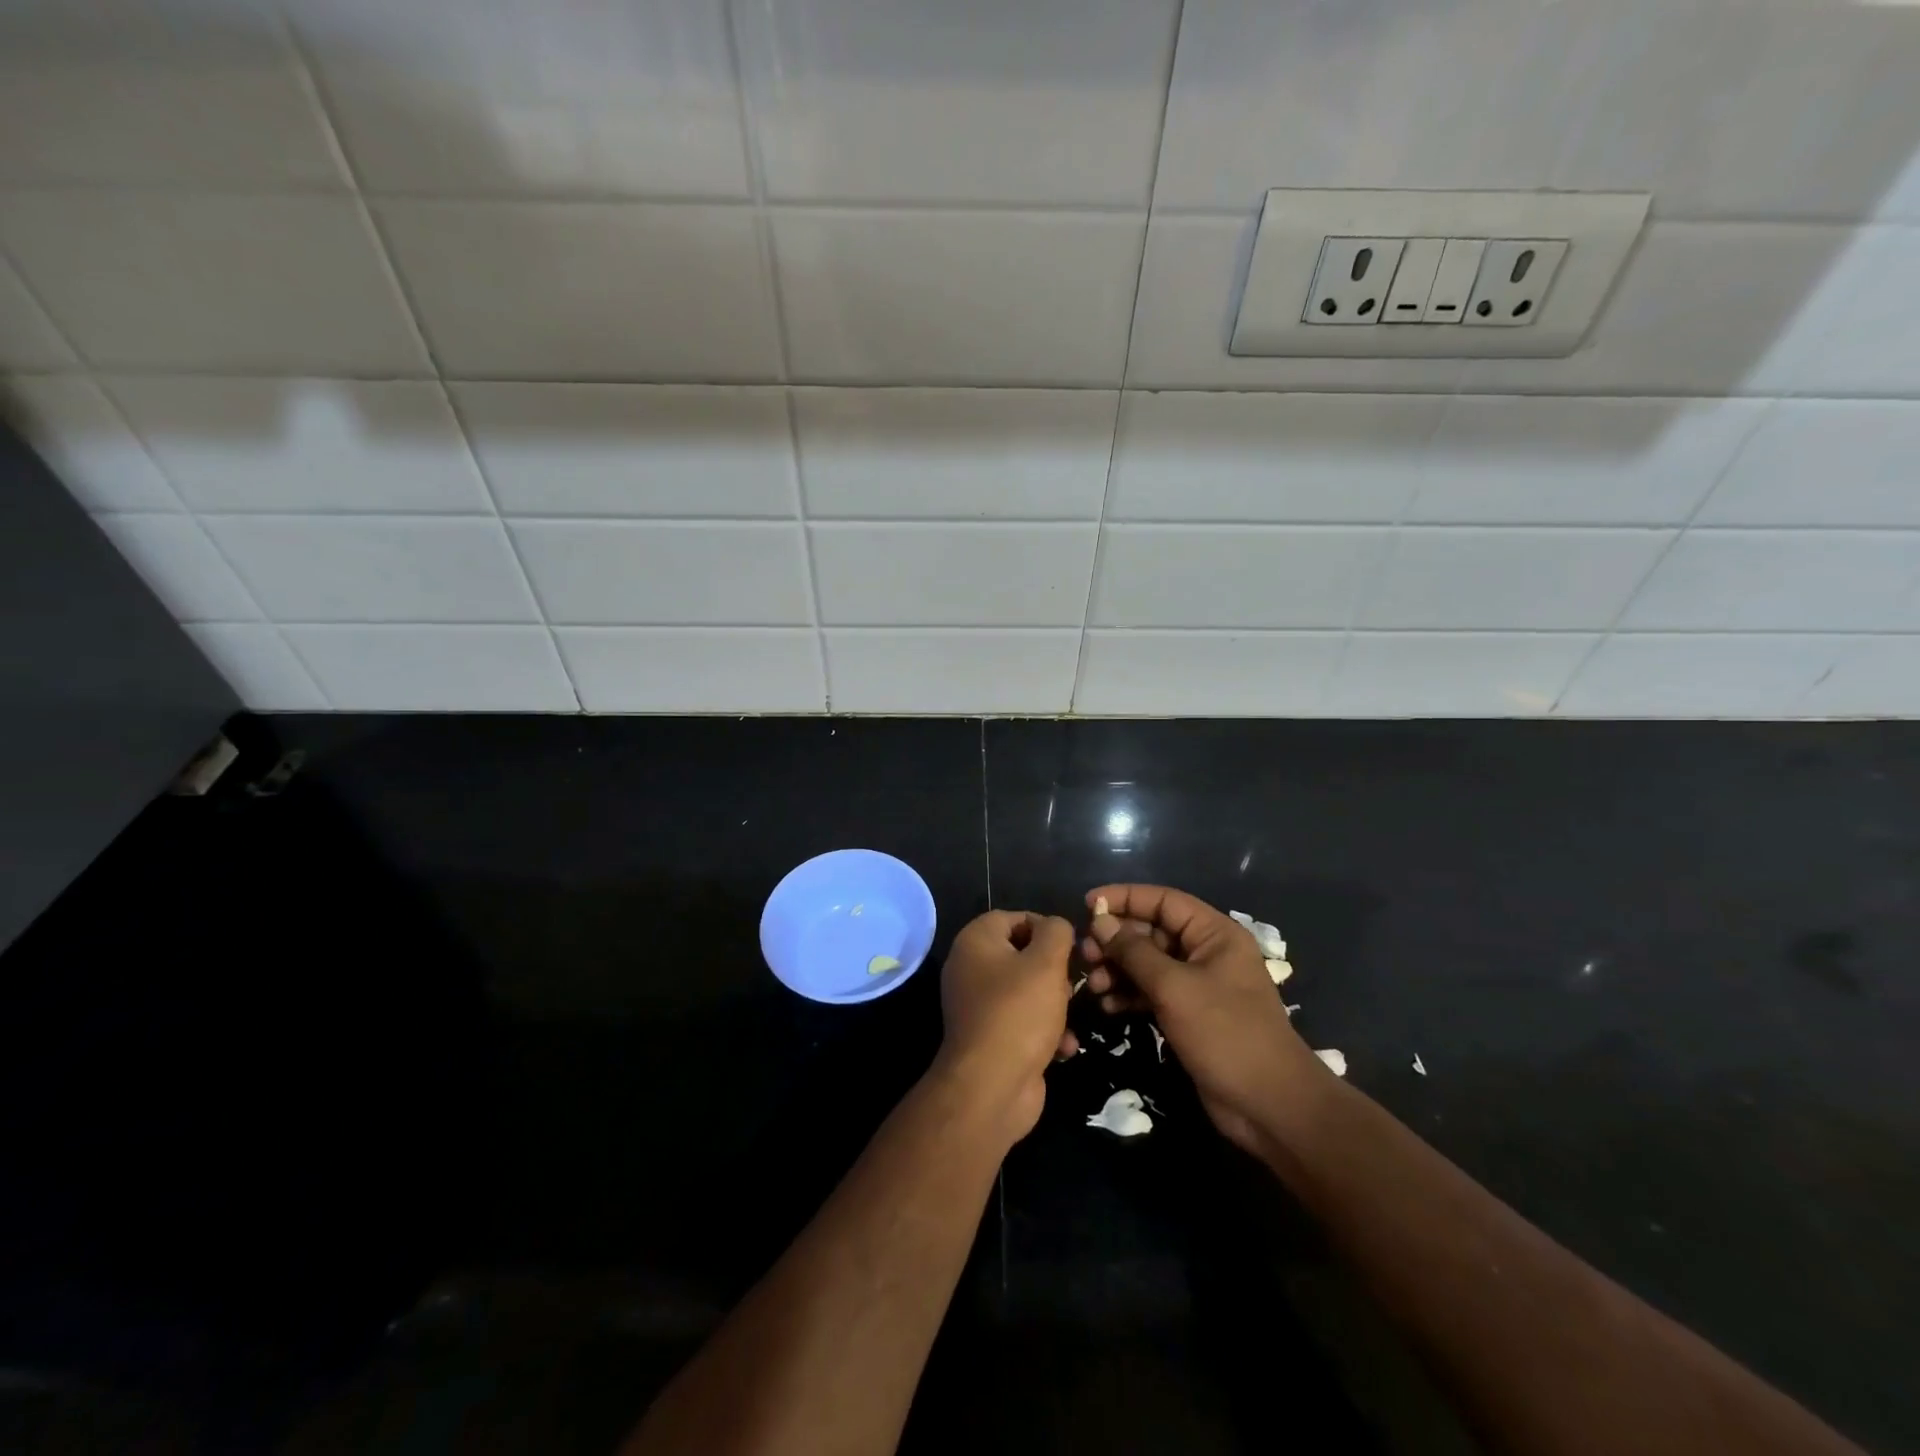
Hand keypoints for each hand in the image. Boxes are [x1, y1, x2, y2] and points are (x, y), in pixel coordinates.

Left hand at [934, 911, 1077, 1142]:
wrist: (992, 1086)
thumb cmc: (1019, 1012)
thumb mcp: (1046, 962)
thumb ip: (1056, 932)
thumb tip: (1057, 926)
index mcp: (975, 941)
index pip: (1013, 917)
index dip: (1044, 927)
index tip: (1070, 947)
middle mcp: (970, 968)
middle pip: (1022, 955)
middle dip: (1053, 970)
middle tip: (1071, 984)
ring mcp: (978, 1005)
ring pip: (1027, 990)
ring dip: (1055, 1003)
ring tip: (1070, 1015)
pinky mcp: (991, 1037)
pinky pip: (1023, 1022)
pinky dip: (1045, 1031)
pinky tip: (1065, 1047)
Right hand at [1081, 884, 1322, 1156]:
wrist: (1269, 1105)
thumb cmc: (1225, 1033)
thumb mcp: (1174, 987)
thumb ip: (1134, 952)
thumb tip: (1100, 921)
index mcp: (1214, 933)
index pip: (1163, 900)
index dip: (1124, 898)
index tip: (1087, 905)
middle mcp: (1206, 952)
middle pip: (1152, 931)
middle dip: (1117, 940)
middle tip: (1085, 954)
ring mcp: (1198, 985)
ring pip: (1148, 963)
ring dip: (1119, 969)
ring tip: (1093, 984)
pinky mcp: (1190, 1014)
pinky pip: (1152, 992)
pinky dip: (1130, 994)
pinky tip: (1108, 1005)